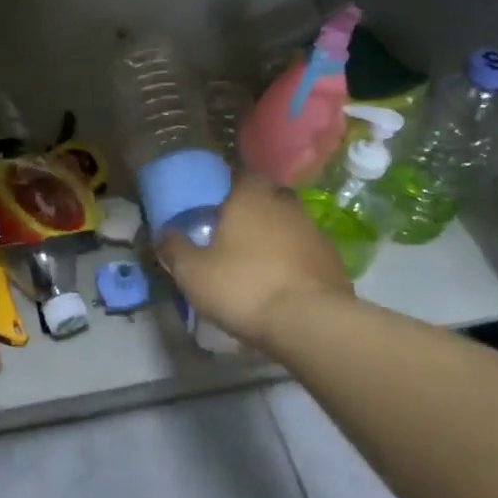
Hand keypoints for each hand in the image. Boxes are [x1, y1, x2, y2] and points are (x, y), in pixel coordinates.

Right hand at [160, 177, 350, 352]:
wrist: (310, 323)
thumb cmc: (243, 286)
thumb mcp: (192, 272)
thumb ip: (175, 249)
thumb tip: (164, 235)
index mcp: (250, 197)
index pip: (240, 174)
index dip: (227, 185)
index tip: (214, 202)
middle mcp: (285, 205)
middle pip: (267, 196)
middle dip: (252, 209)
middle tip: (232, 231)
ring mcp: (314, 232)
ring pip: (289, 223)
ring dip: (274, 236)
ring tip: (256, 261)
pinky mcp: (333, 261)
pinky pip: (305, 251)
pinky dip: (293, 260)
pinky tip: (280, 281)